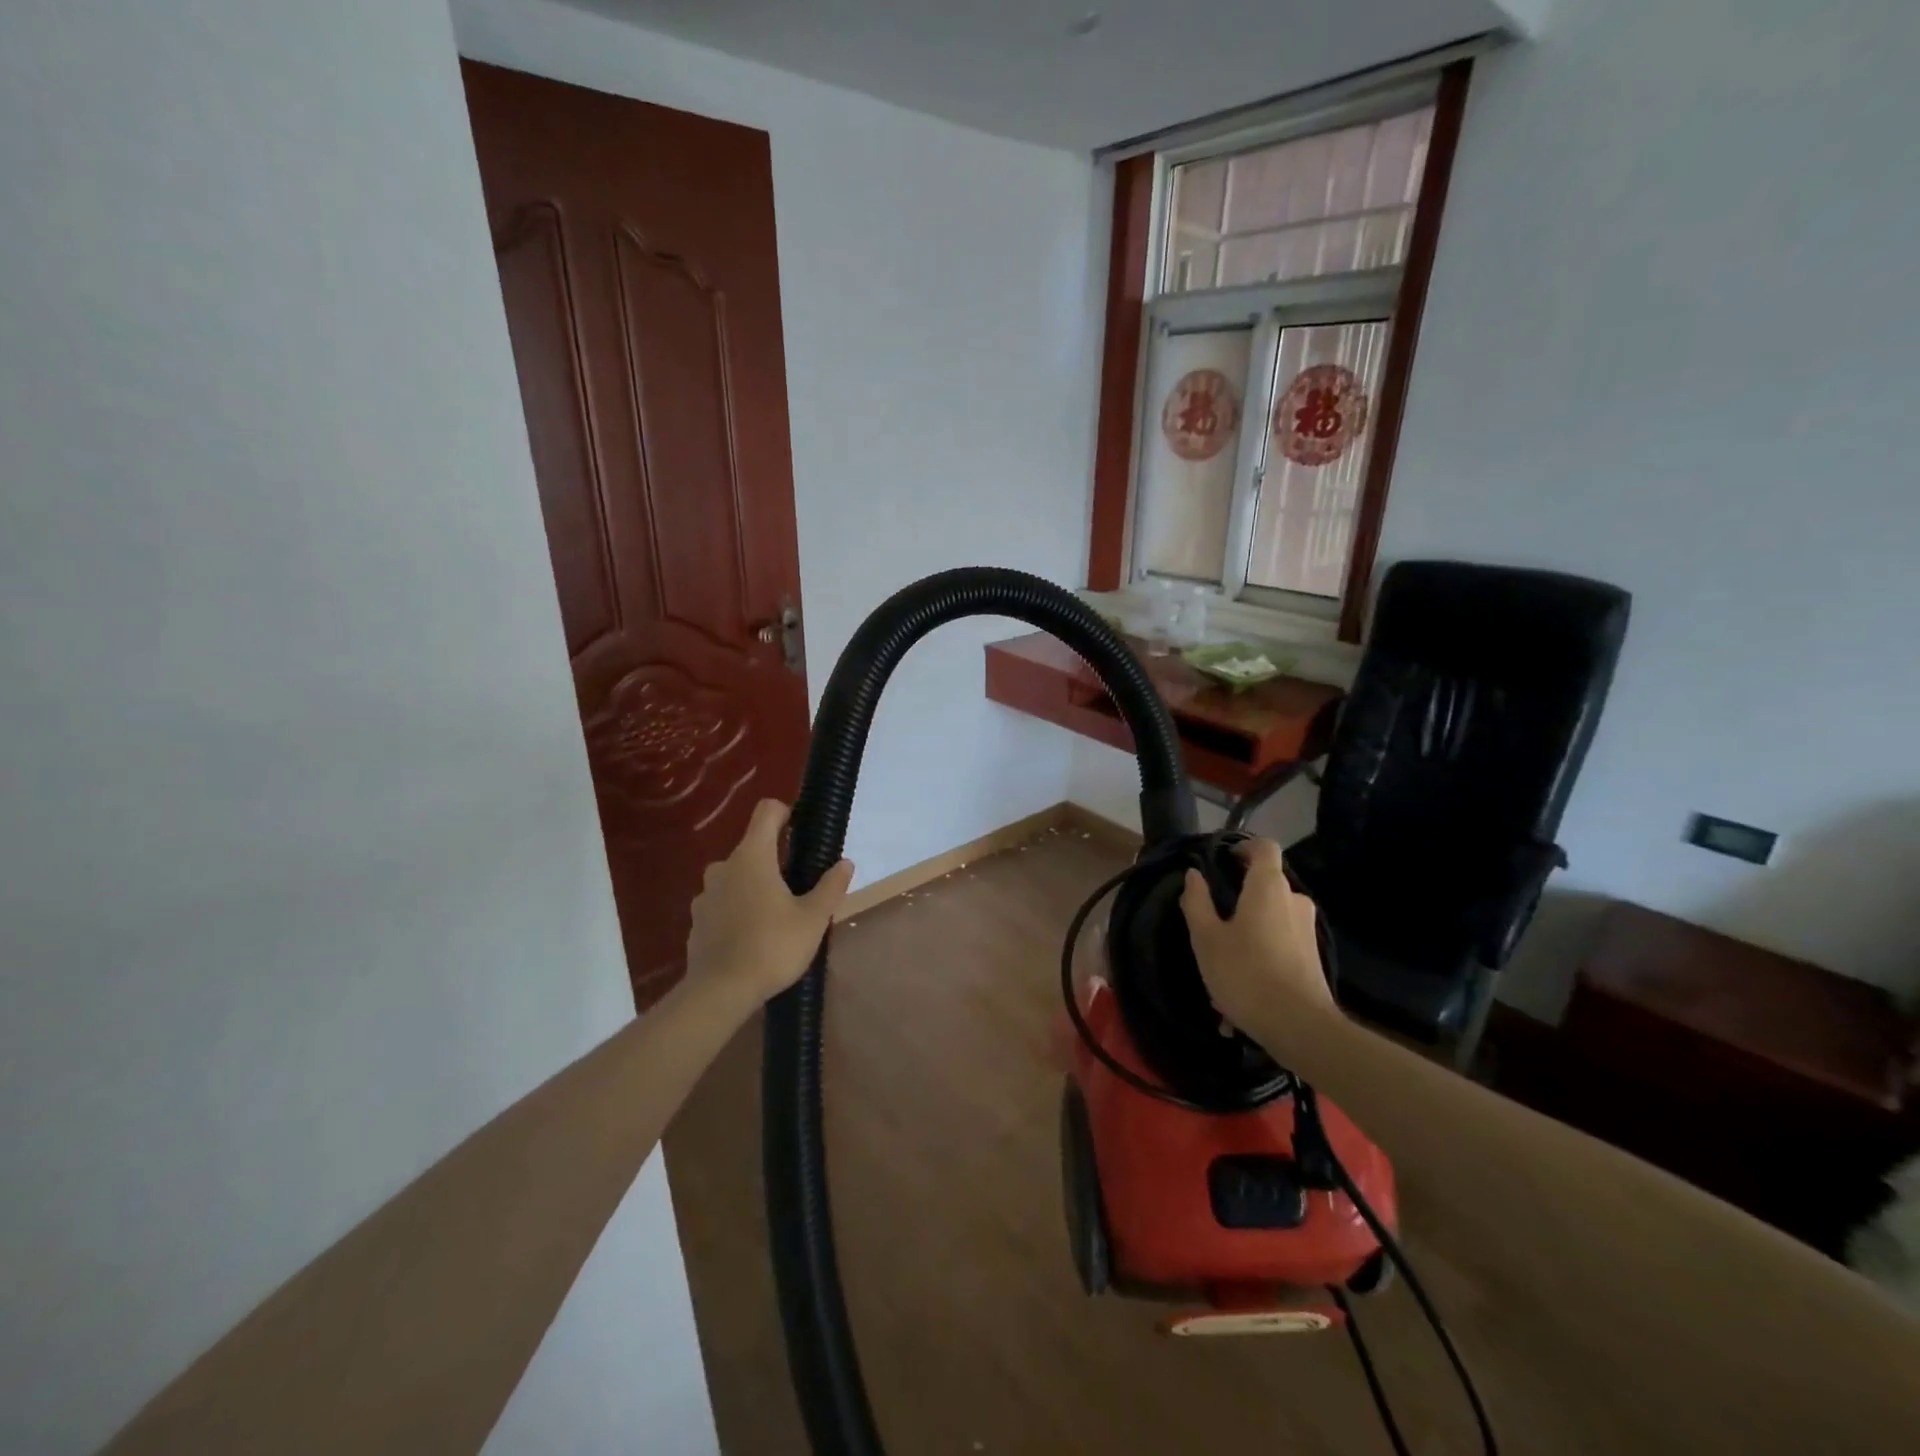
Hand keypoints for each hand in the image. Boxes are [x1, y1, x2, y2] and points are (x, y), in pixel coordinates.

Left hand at [685, 799, 853, 1009]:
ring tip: (776, 917)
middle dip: (775, 861)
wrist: (719, 992)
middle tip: (798, 889)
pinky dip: (738, 911)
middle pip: (752, 848)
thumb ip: (831, 886)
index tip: (801, 830)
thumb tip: (845, 863)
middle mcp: (724, 867)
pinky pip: (722, 904)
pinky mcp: (697, 921)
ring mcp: (706, 894)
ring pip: (736, 877)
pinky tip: (753, 938)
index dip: (786, 812)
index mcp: (753, 856)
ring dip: (754, 887)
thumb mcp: (813, 918)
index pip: (767, 812)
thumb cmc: (772, 946)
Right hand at [1181, 838, 1336, 1046]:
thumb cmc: (1246, 973)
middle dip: (1238, 898)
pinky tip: (1239, 993)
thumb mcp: (1206, 938)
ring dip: (1246, 933)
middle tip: (1211, 920)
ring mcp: (1307, 930)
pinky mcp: (1313, 957)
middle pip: (1265, 884)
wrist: (1300, 1027)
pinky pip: (1279, 945)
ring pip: (1270, 919)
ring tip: (1221, 965)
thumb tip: (1193, 875)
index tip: (1222, 860)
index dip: (1243, 847)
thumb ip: (1197, 902)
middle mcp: (1294, 900)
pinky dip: (1259, 956)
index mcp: (1268, 887)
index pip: (1264, 847)